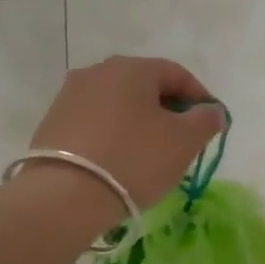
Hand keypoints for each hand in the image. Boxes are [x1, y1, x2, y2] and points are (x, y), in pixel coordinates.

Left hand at [30, 56, 225, 208]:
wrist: (65, 196)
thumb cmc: (134, 160)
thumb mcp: (184, 141)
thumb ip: (206, 120)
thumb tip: (212, 110)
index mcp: (131, 68)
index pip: (176, 73)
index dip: (199, 98)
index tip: (209, 125)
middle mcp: (97, 72)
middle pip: (144, 86)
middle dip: (167, 110)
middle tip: (182, 141)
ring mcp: (70, 96)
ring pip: (118, 105)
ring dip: (138, 123)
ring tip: (149, 155)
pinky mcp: (52, 123)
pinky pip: (95, 123)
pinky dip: (112, 135)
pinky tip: (118, 162)